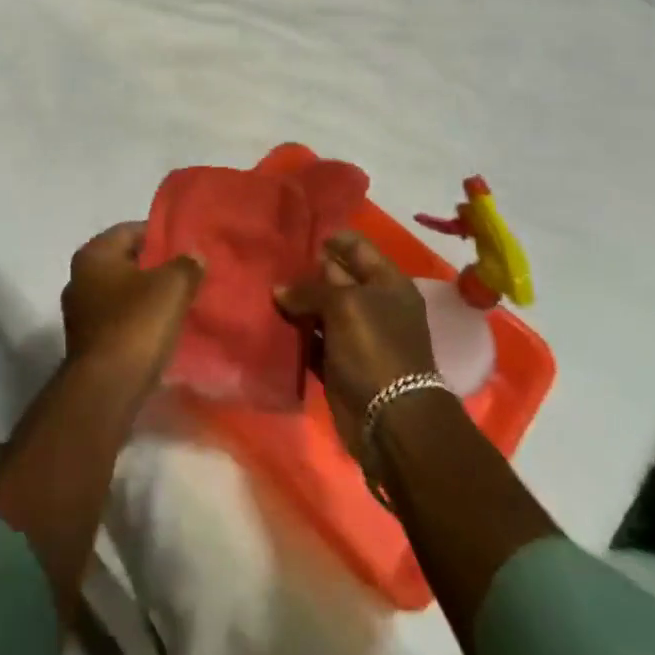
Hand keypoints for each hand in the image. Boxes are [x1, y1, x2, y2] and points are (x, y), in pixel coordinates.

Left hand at [61, 223, 203, 391]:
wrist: (106, 390)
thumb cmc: (136, 324)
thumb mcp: (172, 286)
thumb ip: (187, 264)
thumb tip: (194, 255)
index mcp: (94, 254)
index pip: (132, 230)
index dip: (161, 235)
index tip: (187, 246)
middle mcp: (79, 277)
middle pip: (125, 261)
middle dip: (155, 266)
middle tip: (187, 273)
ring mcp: (80, 312)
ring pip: (122, 292)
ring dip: (146, 296)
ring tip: (178, 302)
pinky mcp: (86, 343)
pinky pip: (118, 319)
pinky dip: (137, 320)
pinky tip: (161, 329)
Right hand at [275, 231, 438, 460]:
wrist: (390, 420)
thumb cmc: (375, 347)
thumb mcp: (344, 305)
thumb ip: (310, 290)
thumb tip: (280, 290)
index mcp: (387, 282)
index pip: (357, 247)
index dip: (330, 238)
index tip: (297, 234)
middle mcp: (374, 304)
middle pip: (336, 277)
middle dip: (307, 270)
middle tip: (271, 259)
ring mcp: (357, 335)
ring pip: (322, 309)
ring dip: (298, 302)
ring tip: (265, 286)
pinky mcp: (340, 363)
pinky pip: (314, 339)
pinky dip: (297, 333)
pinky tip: (271, 321)